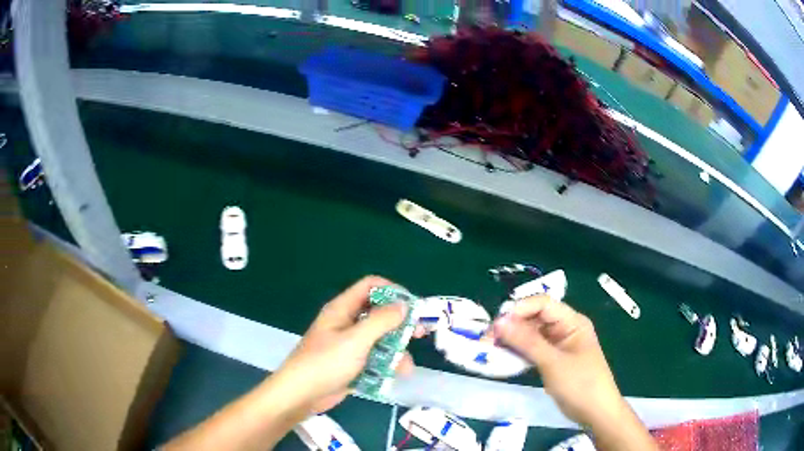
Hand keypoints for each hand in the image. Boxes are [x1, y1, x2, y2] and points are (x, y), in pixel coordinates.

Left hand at [270, 276, 415, 413]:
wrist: (301, 395)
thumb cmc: (326, 363)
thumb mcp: (356, 340)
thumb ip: (381, 321)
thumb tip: (403, 305)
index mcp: (342, 309)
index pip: (370, 286)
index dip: (392, 291)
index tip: (412, 306)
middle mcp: (347, 323)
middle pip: (378, 313)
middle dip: (400, 324)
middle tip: (419, 333)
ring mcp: (349, 344)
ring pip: (379, 339)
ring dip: (395, 351)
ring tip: (406, 367)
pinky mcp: (352, 363)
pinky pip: (374, 358)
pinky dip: (386, 365)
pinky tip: (395, 376)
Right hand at [492, 296, 623, 426]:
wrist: (596, 412)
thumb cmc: (580, 384)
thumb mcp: (553, 362)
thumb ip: (526, 342)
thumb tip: (499, 321)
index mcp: (572, 322)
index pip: (542, 304)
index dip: (519, 310)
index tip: (497, 325)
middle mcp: (564, 329)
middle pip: (534, 318)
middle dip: (512, 326)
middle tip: (488, 341)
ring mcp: (558, 345)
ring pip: (531, 335)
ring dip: (512, 340)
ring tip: (491, 350)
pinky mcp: (552, 360)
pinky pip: (532, 350)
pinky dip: (518, 353)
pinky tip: (504, 358)